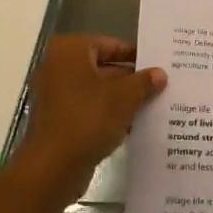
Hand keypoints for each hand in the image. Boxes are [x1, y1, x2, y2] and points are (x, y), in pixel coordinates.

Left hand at [11, 35, 165, 209]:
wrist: (52, 167)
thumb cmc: (87, 119)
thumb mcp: (124, 97)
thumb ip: (143, 82)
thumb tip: (160, 73)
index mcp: (69, 51)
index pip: (109, 44)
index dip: (134, 55)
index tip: (157, 64)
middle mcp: (58, 67)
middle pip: (102, 67)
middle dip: (130, 78)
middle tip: (159, 85)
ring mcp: (55, 95)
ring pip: (97, 90)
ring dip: (121, 98)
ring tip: (153, 105)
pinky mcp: (58, 120)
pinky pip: (88, 109)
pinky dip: (108, 114)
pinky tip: (134, 125)